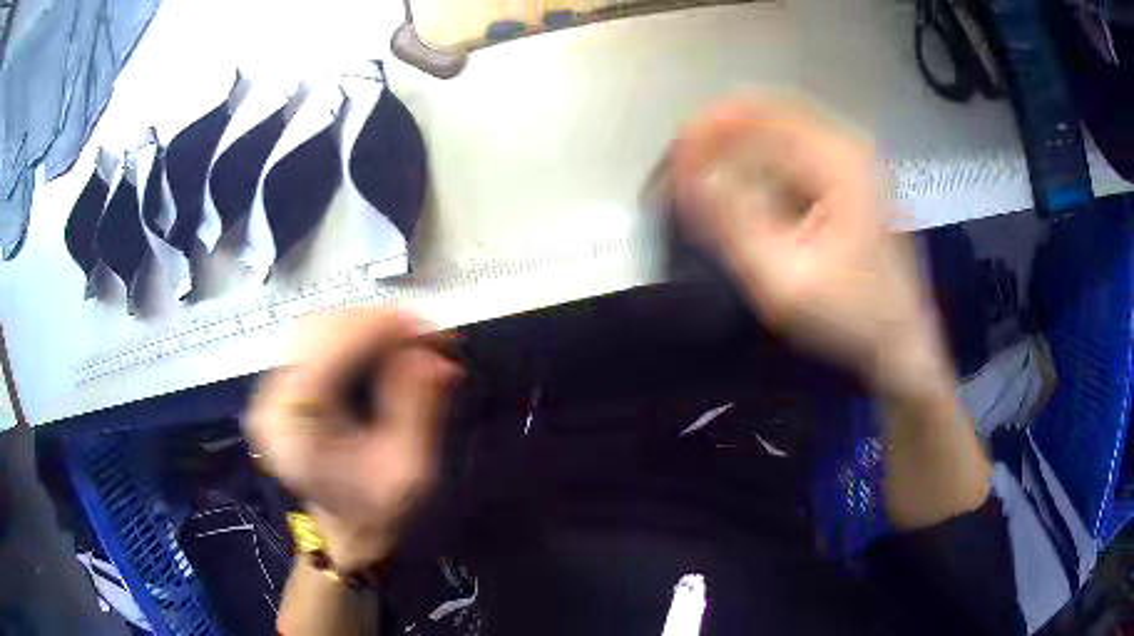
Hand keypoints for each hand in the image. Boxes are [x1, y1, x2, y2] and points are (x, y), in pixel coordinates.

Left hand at [245, 310, 461, 571]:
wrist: (343, 535)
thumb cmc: (376, 511)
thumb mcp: (408, 469)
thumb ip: (418, 408)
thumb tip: (433, 355)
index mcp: (294, 427)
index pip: (327, 353)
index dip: (377, 329)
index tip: (425, 329)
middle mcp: (270, 402)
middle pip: (316, 330)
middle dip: (373, 322)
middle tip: (421, 334)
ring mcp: (269, 393)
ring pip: (313, 329)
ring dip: (362, 325)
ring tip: (405, 338)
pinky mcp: (278, 390)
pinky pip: (311, 343)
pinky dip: (349, 336)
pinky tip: (378, 345)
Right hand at [671, 96, 952, 399]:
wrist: (900, 338)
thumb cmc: (850, 316)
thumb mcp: (785, 280)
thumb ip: (734, 224)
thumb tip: (688, 177)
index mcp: (839, 162)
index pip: (759, 117)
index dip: (708, 130)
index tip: (673, 159)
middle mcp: (847, 145)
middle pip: (767, 112)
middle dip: (717, 131)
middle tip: (679, 165)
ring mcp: (850, 157)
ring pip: (777, 126)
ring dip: (734, 141)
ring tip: (697, 171)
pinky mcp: (848, 173)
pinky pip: (791, 147)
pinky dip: (756, 156)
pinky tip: (735, 180)